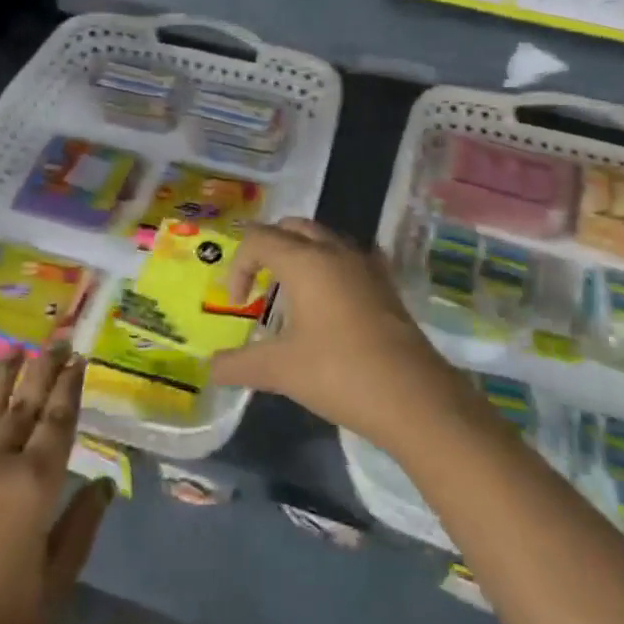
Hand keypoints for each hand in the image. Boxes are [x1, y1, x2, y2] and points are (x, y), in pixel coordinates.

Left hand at [0, 349, 112, 623]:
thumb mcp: (49, 592)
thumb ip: (79, 531)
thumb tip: (105, 485)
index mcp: (33, 485)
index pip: (58, 421)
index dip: (70, 387)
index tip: (79, 359)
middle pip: (25, 401)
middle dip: (44, 368)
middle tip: (59, 340)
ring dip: (5, 374)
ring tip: (19, 349)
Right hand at [209, 218, 463, 452]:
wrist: (412, 396)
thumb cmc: (339, 373)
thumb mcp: (281, 370)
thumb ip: (239, 365)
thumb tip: (211, 369)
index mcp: (304, 261)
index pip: (258, 239)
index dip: (238, 266)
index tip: (238, 304)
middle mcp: (334, 251)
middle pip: (292, 227)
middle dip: (268, 248)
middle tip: (259, 283)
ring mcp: (365, 264)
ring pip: (324, 238)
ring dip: (300, 254)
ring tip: (292, 292)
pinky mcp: (386, 283)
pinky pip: (351, 257)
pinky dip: (331, 266)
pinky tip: (332, 297)